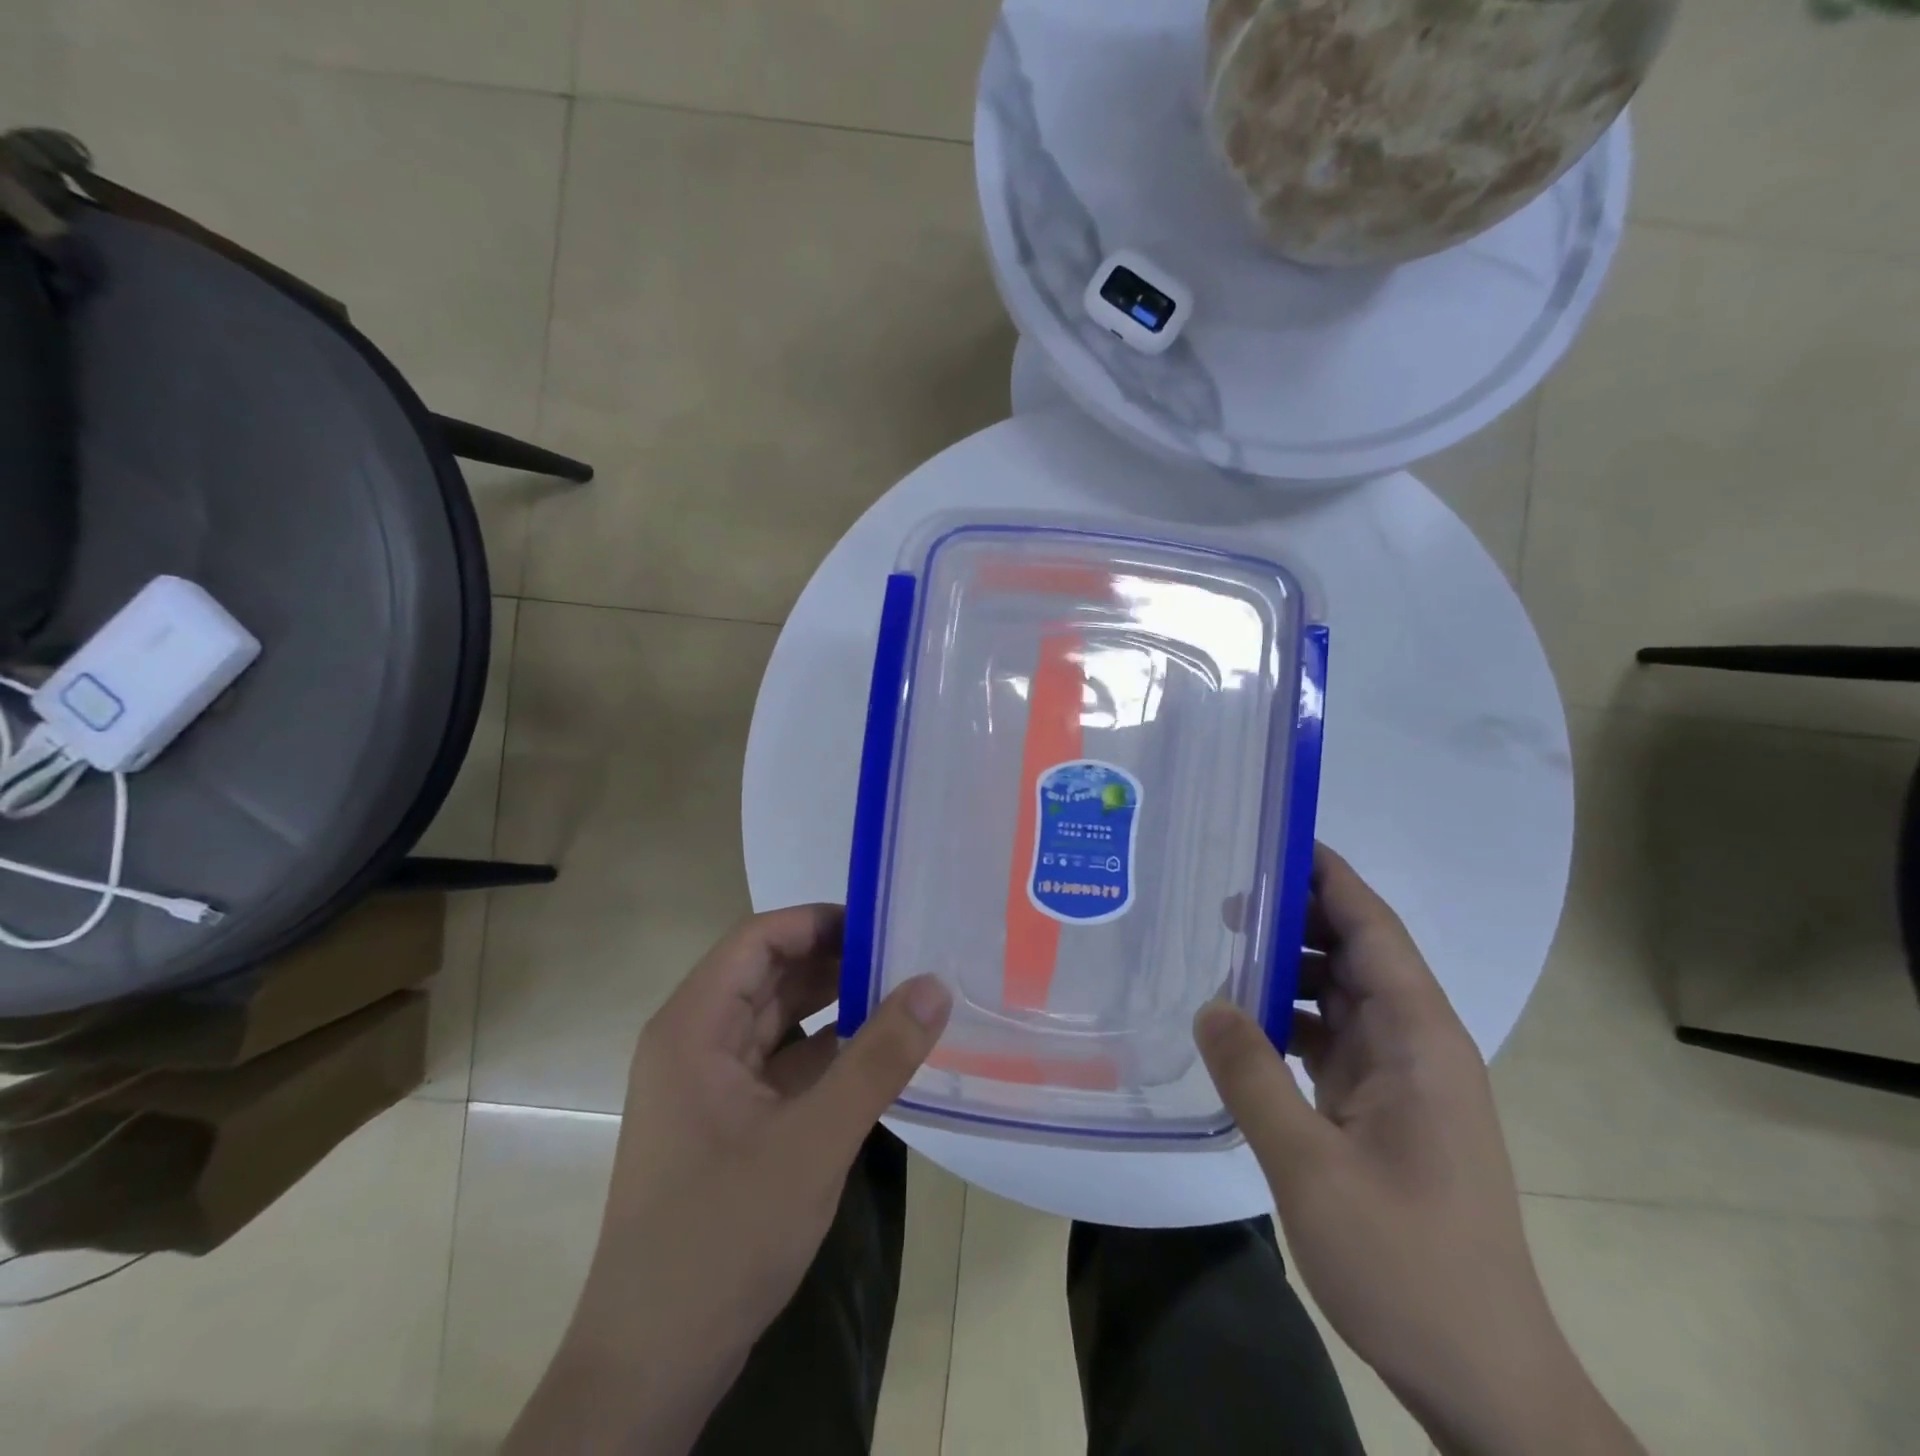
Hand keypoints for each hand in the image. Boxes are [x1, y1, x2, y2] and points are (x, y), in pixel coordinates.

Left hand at [506, 905, 950, 1454]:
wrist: (653, 1365)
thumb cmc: (722, 1237)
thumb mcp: (814, 1141)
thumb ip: (878, 1059)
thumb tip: (935, 984)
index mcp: (694, 1026)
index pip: (759, 939)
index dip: (819, 921)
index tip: (885, 923)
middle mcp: (696, 1041)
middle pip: (770, 974)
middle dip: (837, 961)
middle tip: (910, 955)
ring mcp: (711, 1084)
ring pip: (780, 1020)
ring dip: (836, 1005)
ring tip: (906, 993)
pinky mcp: (729, 1120)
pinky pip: (784, 1063)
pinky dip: (828, 1051)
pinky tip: (879, 1053)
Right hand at [1196, 847, 1640, 1455]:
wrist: (1483, 1375)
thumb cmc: (1408, 1264)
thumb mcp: (1311, 1167)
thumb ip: (1253, 1076)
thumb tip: (1209, 1003)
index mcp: (1420, 1040)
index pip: (1375, 929)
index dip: (1330, 877)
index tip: (1274, 838)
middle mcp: (1417, 1044)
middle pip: (1358, 952)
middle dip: (1298, 915)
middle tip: (1223, 893)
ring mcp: (1402, 1079)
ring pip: (1342, 994)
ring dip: (1290, 967)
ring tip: (1222, 947)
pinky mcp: (1383, 1108)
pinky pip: (1332, 1037)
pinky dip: (1289, 1017)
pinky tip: (1242, 1021)